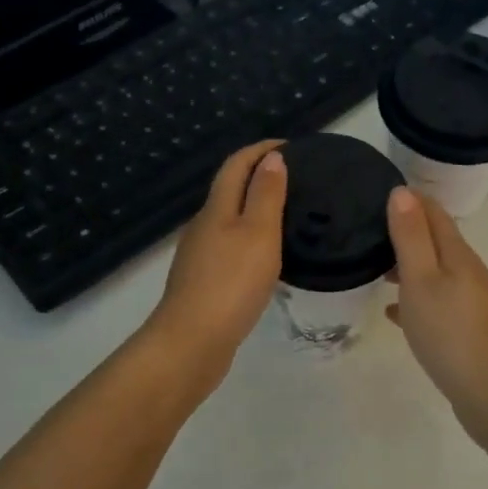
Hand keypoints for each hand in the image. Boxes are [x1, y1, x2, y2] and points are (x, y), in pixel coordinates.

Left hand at [143, 141, 287, 385]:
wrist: (191, 342)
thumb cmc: (231, 283)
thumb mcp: (258, 233)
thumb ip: (266, 195)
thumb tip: (271, 159)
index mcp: (216, 209)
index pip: (236, 165)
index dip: (260, 149)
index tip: (291, 146)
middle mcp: (203, 226)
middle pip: (229, 189)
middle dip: (259, 176)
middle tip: (296, 179)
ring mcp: (199, 255)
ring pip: (229, 219)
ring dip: (254, 208)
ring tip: (287, 216)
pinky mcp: (202, 282)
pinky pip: (229, 247)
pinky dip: (249, 238)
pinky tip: (265, 257)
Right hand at [385, 186, 487, 445]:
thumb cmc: (449, 332)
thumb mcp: (421, 280)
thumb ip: (411, 236)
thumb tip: (402, 191)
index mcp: (458, 254)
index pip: (434, 212)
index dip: (409, 200)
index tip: (378, 193)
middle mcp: (469, 271)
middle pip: (436, 241)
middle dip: (406, 232)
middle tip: (369, 233)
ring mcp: (472, 301)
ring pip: (435, 272)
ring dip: (409, 266)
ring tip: (376, 271)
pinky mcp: (469, 328)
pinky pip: (438, 301)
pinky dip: (416, 298)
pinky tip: (395, 313)